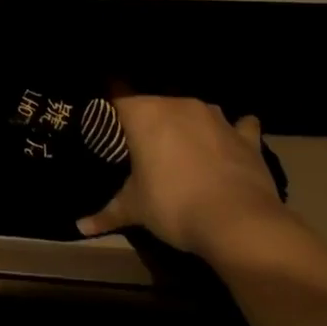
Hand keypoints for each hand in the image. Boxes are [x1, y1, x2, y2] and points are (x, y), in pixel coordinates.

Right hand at [77, 94, 285, 257]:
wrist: (238, 224)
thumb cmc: (174, 205)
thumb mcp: (135, 209)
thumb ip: (107, 212)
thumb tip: (80, 227)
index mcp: (144, 113)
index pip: (118, 98)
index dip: (113, 113)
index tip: (110, 129)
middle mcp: (177, 104)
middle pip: (156, 103)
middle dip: (151, 121)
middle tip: (146, 147)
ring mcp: (215, 117)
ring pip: (195, 110)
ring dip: (190, 124)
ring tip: (186, 146)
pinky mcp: (246, 137)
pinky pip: (240, 125)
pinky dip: (237, 131)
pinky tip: (236, 137)